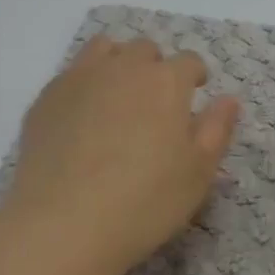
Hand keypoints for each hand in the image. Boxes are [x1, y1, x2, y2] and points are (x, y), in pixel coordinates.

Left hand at [0, 35, 240, 274]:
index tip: (195, 92)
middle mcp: (123, 68)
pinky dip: (84, 85)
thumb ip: (217, 130)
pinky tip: (82, 118)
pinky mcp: (46, 98)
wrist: (63, 224)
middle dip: (155, 67)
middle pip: (144, 50)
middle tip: (155, 102)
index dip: (195, 76)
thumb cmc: (144, 202)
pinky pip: (71, 75)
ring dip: (118, 64)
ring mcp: (79, 79)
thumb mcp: (198, 174)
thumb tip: (229, 99)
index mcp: (165, 82)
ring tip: (118, 97)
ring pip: (104, 50)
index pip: (188, 62)